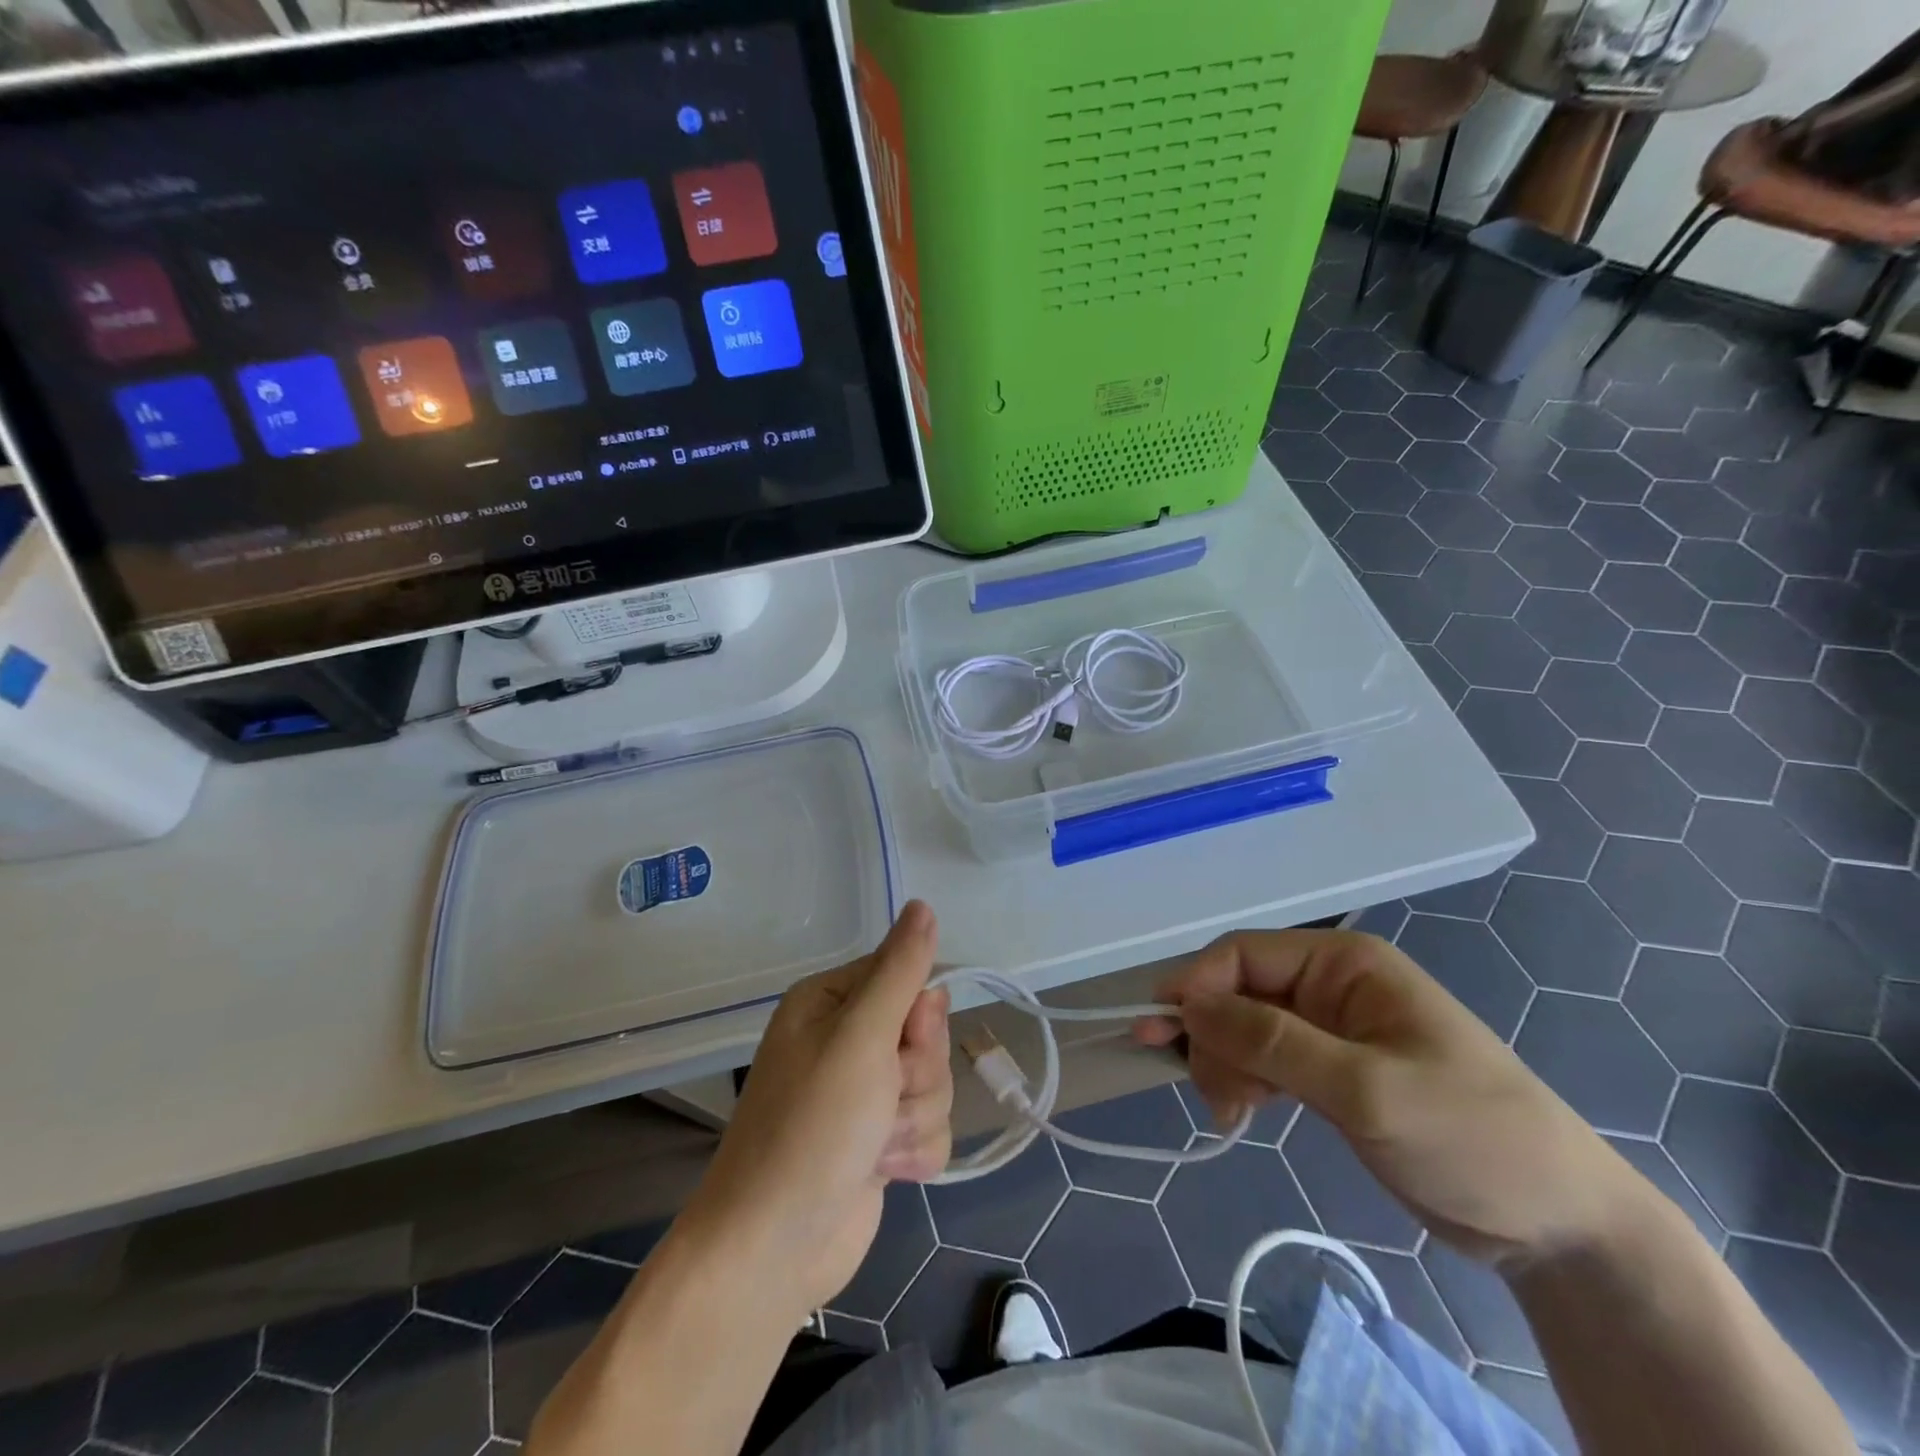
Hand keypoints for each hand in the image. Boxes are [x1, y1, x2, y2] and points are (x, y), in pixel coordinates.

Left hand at [678, 901, 951, 1318]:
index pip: (908, 976)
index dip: (918, 1015)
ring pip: (935, 1083)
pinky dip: (914, 1151)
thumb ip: (900, 970)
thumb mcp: (860, 1037)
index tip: (903, 1040)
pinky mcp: (880, 1140)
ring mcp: (865, 1092)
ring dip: (913, 1118)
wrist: (773, 1248)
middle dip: (916, 1073)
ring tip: (874, 1144)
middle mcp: (849, 1039)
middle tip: (880, 1098)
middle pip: (928, 1034)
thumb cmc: (812, 1128)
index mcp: (833, 1002)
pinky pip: (931, 1128)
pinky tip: (881, 1170)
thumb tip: (922, 904)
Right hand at [1136, 930, 1637, 1266]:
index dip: (1196, 985)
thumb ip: (1273, 1041)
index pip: (1244, 954)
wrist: (1561, 1226)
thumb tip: (1188, 1002)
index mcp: (1344, 964)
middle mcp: (1331, 985)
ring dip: (1225, 1064)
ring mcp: (1330, 1029)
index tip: (1161, 1030)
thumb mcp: (1366, 1089)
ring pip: (1245, 1027)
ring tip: (1230, 1115)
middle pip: (1238, 991)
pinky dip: (1245, 1082)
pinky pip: (1266, 1059)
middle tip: (1212, 1096)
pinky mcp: (1331, 1071)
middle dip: (1213, 1036)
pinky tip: (1242, 1114)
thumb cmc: (1470, 1137)